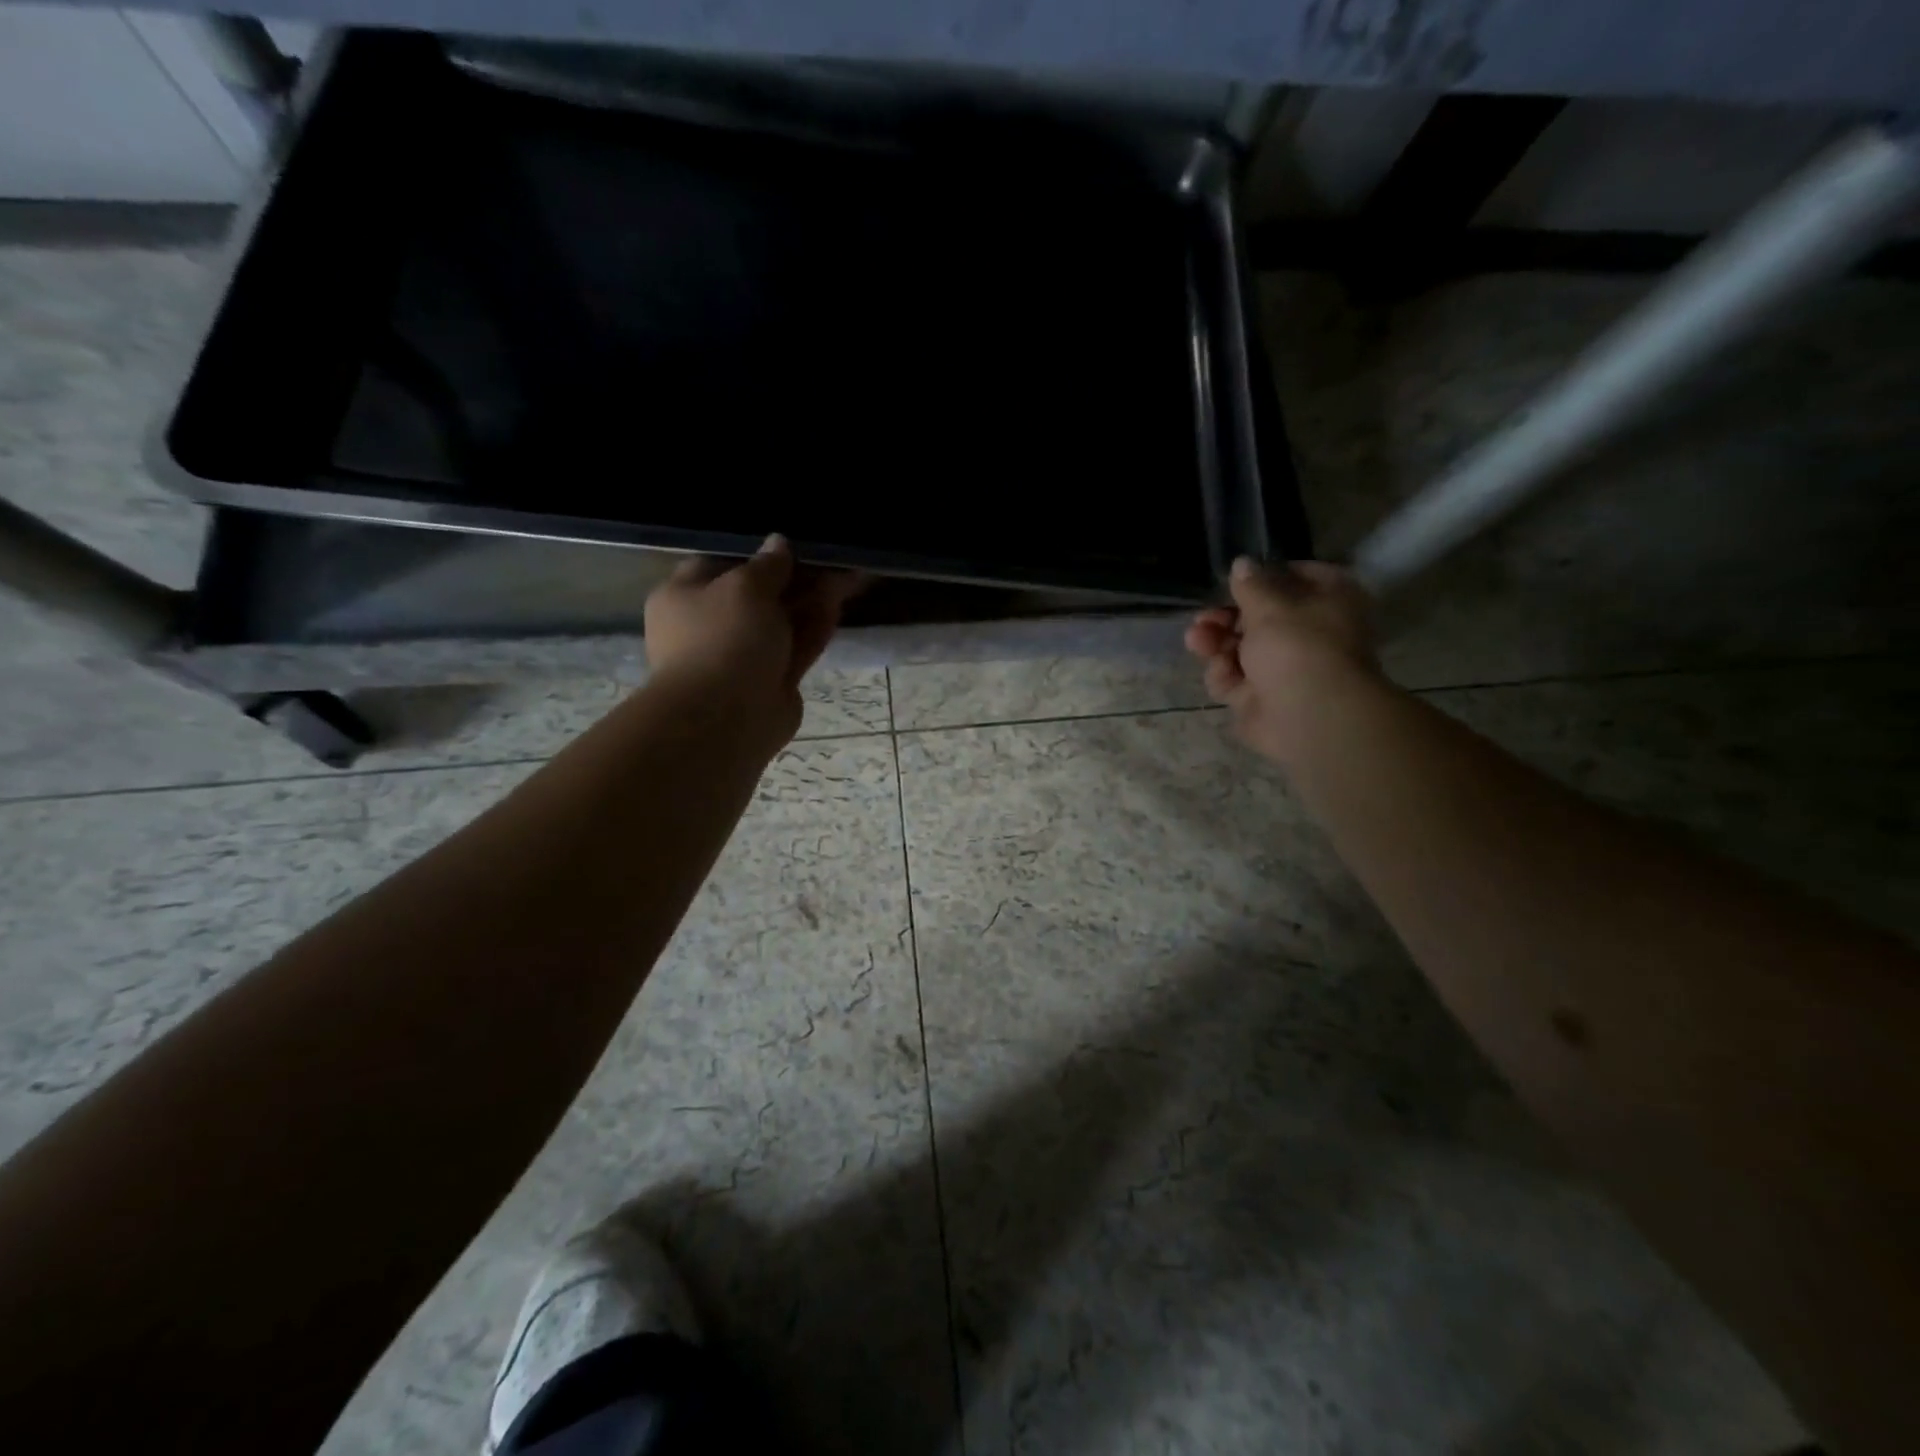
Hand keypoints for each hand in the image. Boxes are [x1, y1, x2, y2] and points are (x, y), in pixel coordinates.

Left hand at [644, 535, 862, 742]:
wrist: (727, 717)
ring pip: (781, 621)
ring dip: (812, 600)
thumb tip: (779, 542)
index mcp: (684, 597)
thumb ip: (768, 564)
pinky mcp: (772, 681)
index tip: (790, 543)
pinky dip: (815, 627)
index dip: (756, 552)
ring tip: (848, 575)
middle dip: (794, 577)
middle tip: (830, 558)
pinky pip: (795, 647)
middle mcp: (710, 626)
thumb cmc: (723, 638)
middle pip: (757, 594)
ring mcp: (742, 657)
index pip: (719, 564)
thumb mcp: (745, 586)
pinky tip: (839, 604)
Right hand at [1184, 557, 1379, 764]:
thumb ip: (1250, 585)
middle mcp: (1311, 633)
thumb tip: (1242, 564)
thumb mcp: (1269, 605)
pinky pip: (1237, 681)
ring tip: (1196, 640)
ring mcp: (1287, 669)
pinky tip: (1220, 672)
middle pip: (1261, 618)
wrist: (1309, 716)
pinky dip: (1225, 676)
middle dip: (1227, 618)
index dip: (1263, 577)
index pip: (1297, 576)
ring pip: (1242, 650)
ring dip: (1216, 643)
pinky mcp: (1263, 699)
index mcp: (1329, 601)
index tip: (1235, 580)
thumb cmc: (1297, 647)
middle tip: (1204, 618)